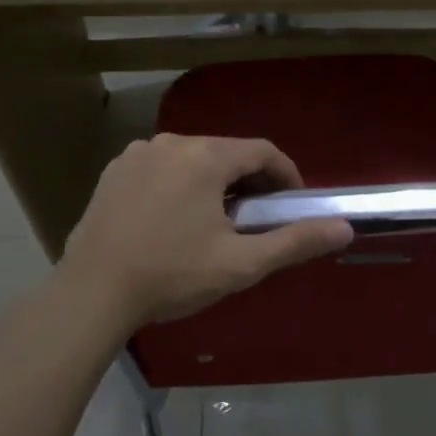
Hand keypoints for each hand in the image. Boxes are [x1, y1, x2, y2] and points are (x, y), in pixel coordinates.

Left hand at [55, 134, 353, 331]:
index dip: (286, 176)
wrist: (91, 293)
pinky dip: (179, 184)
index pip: (262, 152)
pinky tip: (173, 219)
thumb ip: (294, 241)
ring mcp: (138, 154)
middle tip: (256, 218)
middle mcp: (172, 142)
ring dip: (213, 181)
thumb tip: (344, 229)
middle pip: (227, 152)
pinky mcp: (114, 171)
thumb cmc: (172, 276)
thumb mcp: (240, 263)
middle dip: (249, 180)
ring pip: (193, 158)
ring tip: (215, 221)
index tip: (293, 204)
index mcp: (206, 157)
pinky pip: (161, 167)